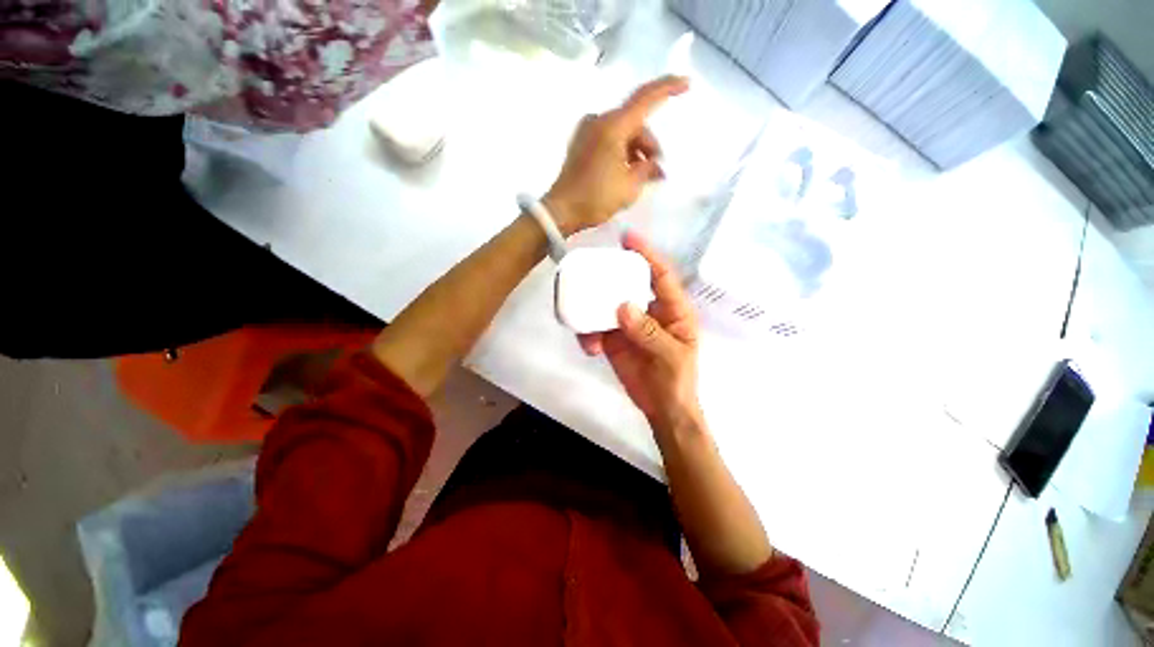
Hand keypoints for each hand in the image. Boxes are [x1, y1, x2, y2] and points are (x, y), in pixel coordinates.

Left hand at [544, 75, 689, 235]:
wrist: (561, 211)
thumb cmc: (596, 198)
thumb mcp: (630, 186)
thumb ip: (648, 170)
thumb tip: (655, 165)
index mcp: (612, 126)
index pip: (645, 98)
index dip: (668, 88)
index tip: (687, 83)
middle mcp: (598, 121)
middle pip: (635, 124)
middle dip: (649, 146)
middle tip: (657, 173)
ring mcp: (587, 131)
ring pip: (622, 134)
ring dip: (636, 153)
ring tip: (641, 178)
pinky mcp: (581, 144)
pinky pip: (609, 141)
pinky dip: (622, 153)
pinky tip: (626, 173)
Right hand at [579, 231, 703, 436]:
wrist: (661, 409)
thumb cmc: (677, 381)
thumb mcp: (671, 357)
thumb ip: (650, 332)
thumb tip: (623, 306)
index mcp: (672, 309)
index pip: (661, 275)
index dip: (647, 254)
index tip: (628, 238)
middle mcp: (649, 310)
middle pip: (628, 284)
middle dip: (609, 277)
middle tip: (589, 272)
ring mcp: (629, 324)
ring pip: (607, 304)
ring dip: (592, 310)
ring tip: (584, 324)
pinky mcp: (613, 338)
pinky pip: (596, 327)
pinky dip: (588, 333)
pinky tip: (589, 347)